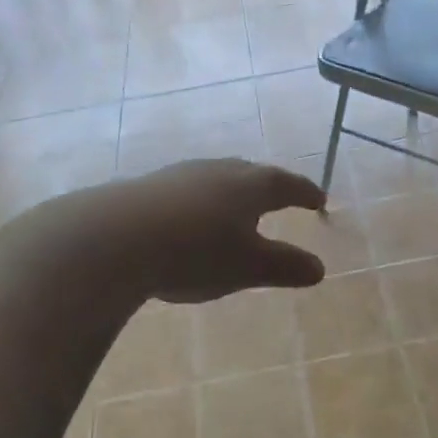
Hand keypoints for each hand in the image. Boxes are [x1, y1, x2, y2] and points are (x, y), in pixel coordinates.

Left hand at [76, 159, 328, 302]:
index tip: (319, 199)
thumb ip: (284, 266)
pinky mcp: (152, 185)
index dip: (305, 193)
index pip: (288, 184)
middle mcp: (220, 169)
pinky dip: (203, 201)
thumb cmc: (196, 251)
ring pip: (219, 177)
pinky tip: (192, 218)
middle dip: (270, 187)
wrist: (117, 237)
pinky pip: (190, 188)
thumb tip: (320, 268)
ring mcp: (183, 173)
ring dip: (233, 192)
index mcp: (251, 184)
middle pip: (253, 173)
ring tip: (237, 209)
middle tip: (281, 198)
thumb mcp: (247, 267)